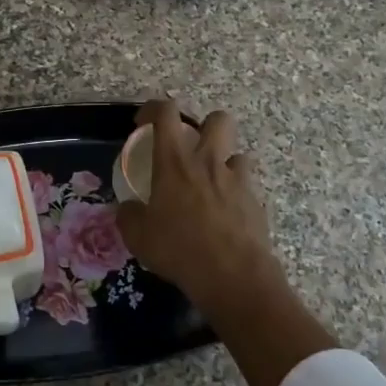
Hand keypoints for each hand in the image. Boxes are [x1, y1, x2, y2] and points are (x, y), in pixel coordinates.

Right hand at [115, 101, 281, 318]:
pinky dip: (236, 195)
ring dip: (224, 163)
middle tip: (191, 148)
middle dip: (205, 125)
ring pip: (237, 154)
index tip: (143, 122)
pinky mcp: (256, 202)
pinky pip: (247, 187)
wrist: (233, 276)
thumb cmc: (179, 249)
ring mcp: (237, 180)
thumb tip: (128, 208)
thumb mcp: (138, 236)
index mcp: (175, 162)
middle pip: (218, 119)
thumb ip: (129, 215)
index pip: (166, 113)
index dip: (153, 108)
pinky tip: (225, 216)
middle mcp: (208, 162)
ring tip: (211, 185)